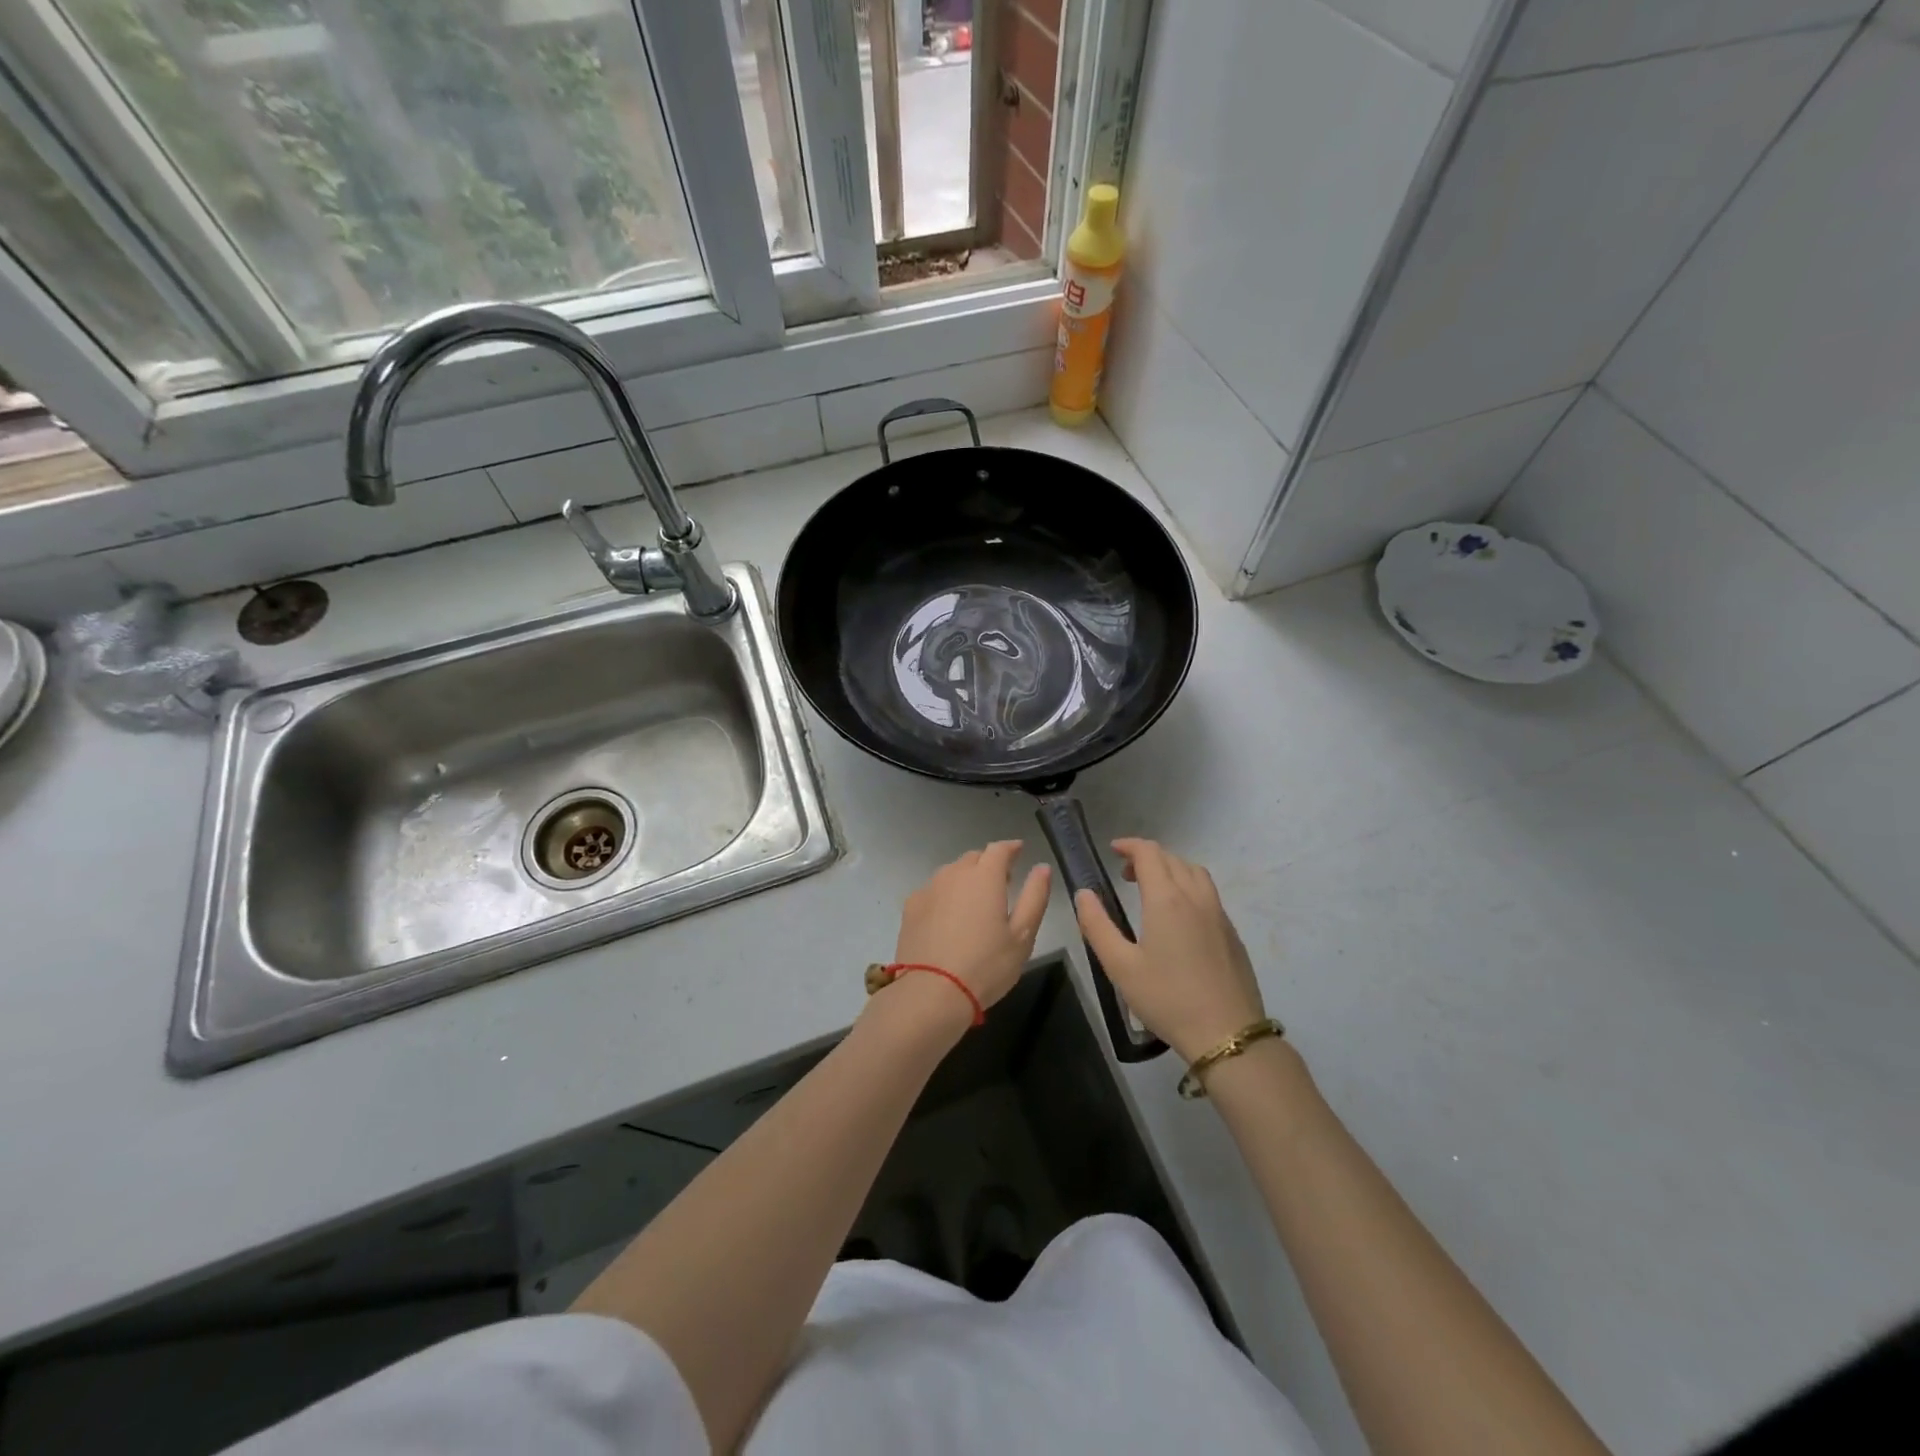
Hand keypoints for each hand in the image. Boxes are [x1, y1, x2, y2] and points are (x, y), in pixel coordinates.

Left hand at [889, 841, 1050, 1020]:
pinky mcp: (910, 907)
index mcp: (984, 877)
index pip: (999, 849)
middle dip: (988, 864)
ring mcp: (928, 889)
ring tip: (975, 902)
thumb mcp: (1022, 935)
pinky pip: (933, 891)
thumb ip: (1035, 896)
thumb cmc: (986, 966)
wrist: (930, 993)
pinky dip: (945, 895)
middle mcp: (954, 874)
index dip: (1011, 848)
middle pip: (973, 858)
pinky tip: (948, 918)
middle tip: (1001, 883)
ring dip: (965, 879)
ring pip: (951, 873)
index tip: (1019, 851)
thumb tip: (1042, 867)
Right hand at [1074, 839, 1265, 1062]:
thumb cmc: (1167, 999)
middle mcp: (1196, 897)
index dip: (1129, 846)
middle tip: (1125, 875)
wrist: (1227, 1034)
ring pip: (1195, 872)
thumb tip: (1084, 894)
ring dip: (1171, 869)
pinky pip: (1208, 893)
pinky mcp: (1231, 932)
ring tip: (1153, 889)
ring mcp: (1218, 914)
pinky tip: (1178, 916)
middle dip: (1147, 857)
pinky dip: (1188, 887)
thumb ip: (1097, 925)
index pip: (1149, 853)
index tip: (1113, 850)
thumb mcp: (1120, 966)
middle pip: (1172, 859)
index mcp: (1167, 899)